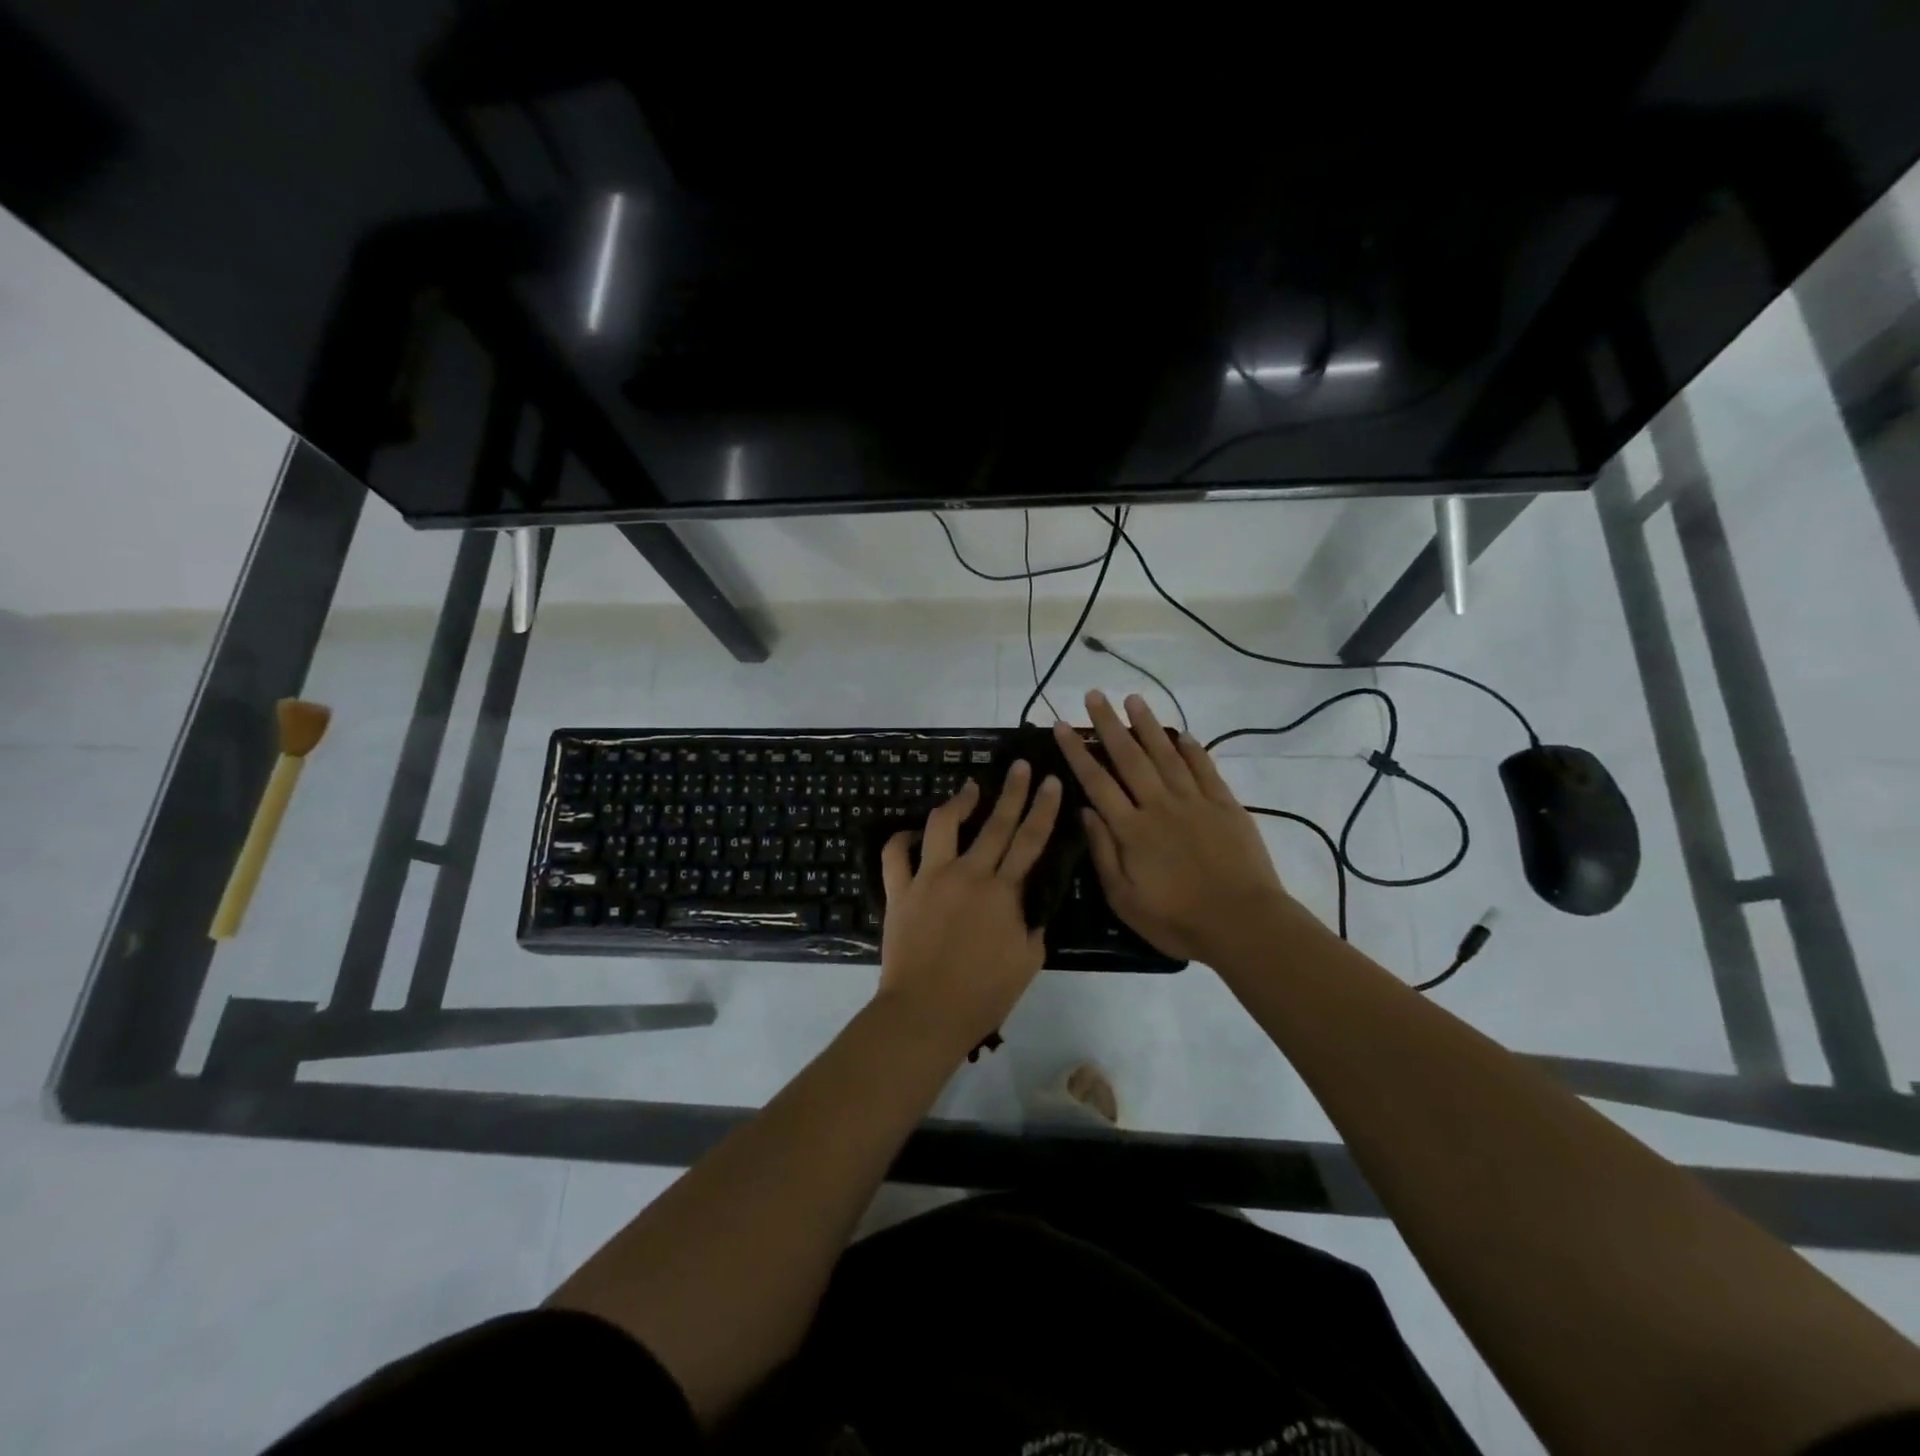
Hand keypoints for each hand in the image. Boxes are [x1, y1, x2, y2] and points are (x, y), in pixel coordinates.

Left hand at [877, 762, 1062, 1052]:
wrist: (926, 1013)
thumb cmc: (983, 995)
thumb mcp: (1027, 962)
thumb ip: (1033, 926)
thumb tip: (1029, 906)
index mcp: (1002, 892)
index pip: (1030, 840)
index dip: (1044, 808)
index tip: (1051, 780)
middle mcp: (968, 874)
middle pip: (995, 823)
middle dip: (1012, 791)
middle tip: (1021, 766)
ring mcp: (929, 878)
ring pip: (943, 825)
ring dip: (958, 802)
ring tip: (969, 788)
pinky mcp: (899, 891)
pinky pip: (896, 855)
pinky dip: (902, 839)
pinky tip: (912, 832)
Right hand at [1053, 690, 1292, 962]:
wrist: (1243, 923)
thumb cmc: (1177, 920)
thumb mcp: (1125, 899)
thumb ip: (1103, 852)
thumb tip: (1085, 811)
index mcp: (1132, 829)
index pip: (1097, 781)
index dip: (1077, 752)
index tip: (1061, 726)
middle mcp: (1160, 805)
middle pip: (1129, 757)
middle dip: (1109, 724)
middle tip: (1094, 695)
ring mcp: (1195, 802)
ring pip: (1166, 755)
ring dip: (1148, 726)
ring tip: (1133, 699)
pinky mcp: (1225, 806)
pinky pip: (1205, 769)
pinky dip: (1192, 749)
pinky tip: (1181, 734)